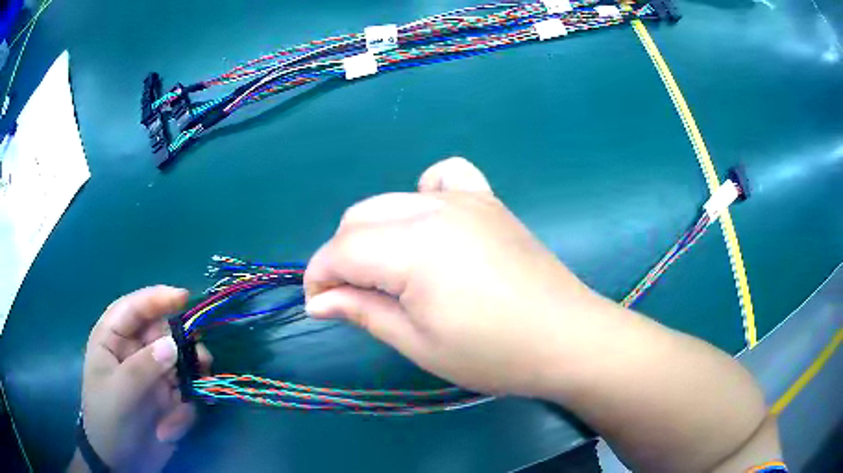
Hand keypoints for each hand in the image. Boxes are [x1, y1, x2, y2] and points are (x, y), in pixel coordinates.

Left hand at [73, 286, 211, 472]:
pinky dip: (183, 412)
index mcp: (113, 340)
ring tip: (198, 392)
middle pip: (163, 334)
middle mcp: (134, 352)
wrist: (121, 463)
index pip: (134, 308)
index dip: (157, 298)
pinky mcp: (167, 399)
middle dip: (183, 346)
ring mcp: (152, 376)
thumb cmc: (109, 420)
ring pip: (180, 363)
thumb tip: (173, 344)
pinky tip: (170, 429)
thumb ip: (144, 367)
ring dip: (191, 379)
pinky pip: (185, 396)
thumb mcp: (120, 393)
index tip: (184, 298)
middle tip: (202, 361)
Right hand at [305, 158, 602, 395]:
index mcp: (414, 248)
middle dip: (342, 257)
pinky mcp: (488, 200)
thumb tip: (318, 301)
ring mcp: (465, 198)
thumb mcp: (418, 343)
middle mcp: (434, 208)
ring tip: (389, 268)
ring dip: (375, 231)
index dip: (319, 277)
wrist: (567, 338)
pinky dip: (424, 194)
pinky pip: (444, 176)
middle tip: (353, 298)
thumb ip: (362, 311)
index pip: (341, 249)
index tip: (318, 306)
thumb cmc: (494, 353)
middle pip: (360, 217)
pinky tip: (432, 226)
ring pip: (392, 199)